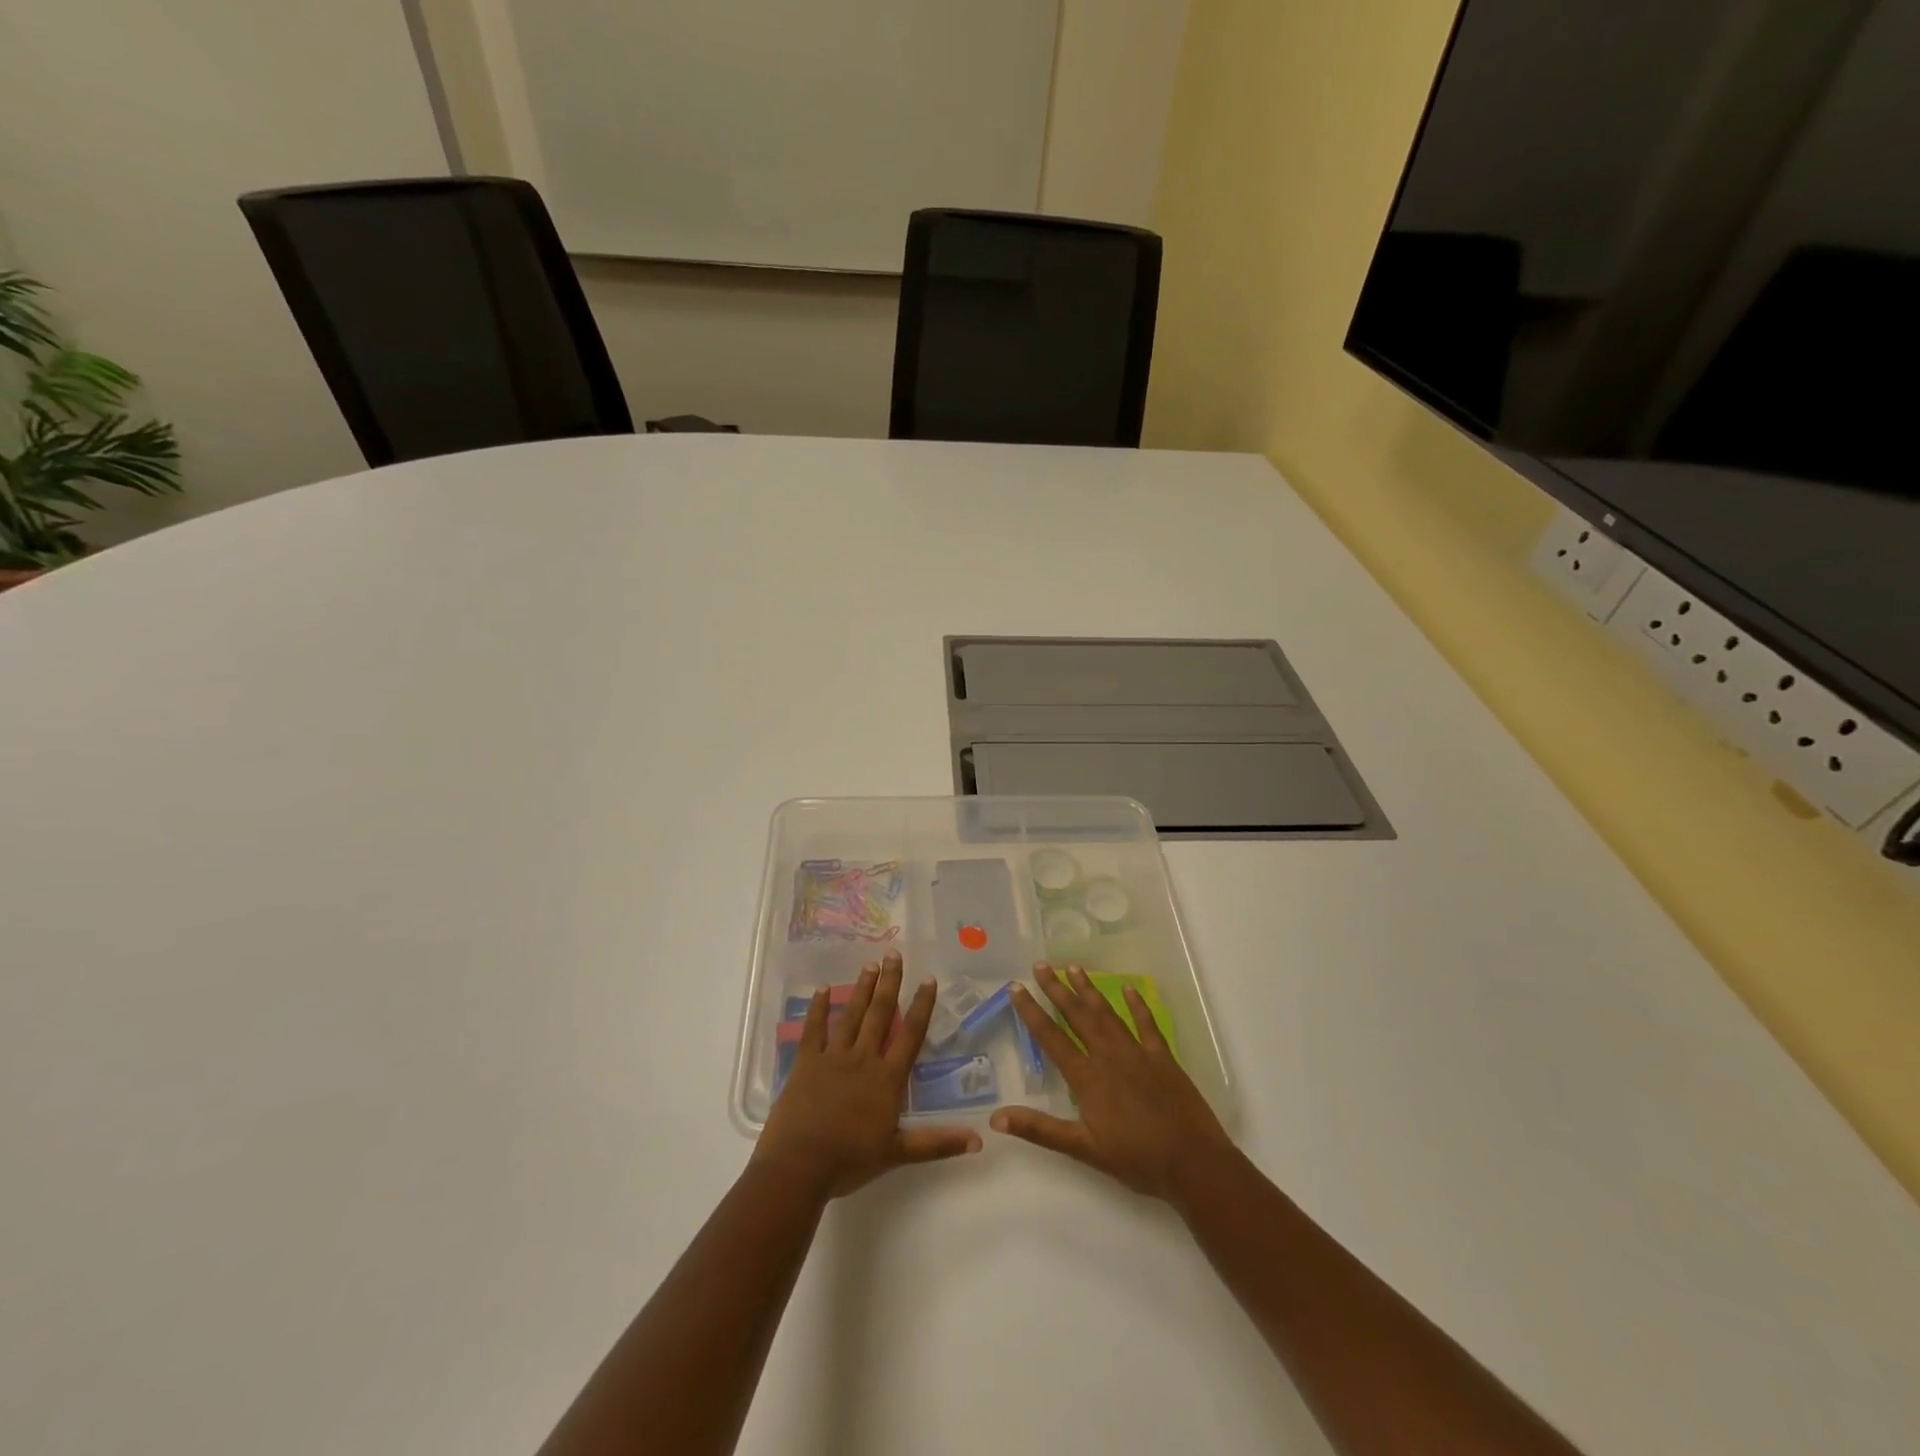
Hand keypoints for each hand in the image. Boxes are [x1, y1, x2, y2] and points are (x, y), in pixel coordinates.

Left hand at [754, 951, 980, 1199]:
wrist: (799, 1166)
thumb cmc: (849, 1160)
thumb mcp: (898, 1153)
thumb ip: (937, 1143)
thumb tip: (978, 1139)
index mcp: (886, 1078)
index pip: (910, 1035)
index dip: (921, 1006)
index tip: (928, 979)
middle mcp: (862, 1058)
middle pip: (879, 1014)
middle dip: (889, 983)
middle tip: (893, 954)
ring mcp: (832, 1057)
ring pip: (851, 1015)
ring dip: (861, 989)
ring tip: (870, 965)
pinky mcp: (805, 1062)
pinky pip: (813, 1029)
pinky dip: (817, 1008)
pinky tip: (821, 989)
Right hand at [992, 962, 1233, 1201]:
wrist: (1192, 1163)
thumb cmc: (1136, 1159)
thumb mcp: (1083, 1149)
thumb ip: (1040, 1129)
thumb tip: (997, 1118)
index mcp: (1087, 1077)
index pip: (1052, 1037)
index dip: (1032, 1012)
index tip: (1016, 987)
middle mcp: (1108, 1056)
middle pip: (1078, 1016)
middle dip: (1057, 989)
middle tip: (1041, 965)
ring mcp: (1137, 1052)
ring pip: (1107, 1013)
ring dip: (1088, 989)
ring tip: (1073, 967)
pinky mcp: (1162, 1056)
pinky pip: (1146, 1023)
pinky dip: (1137, 1005)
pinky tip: (1128, 988)